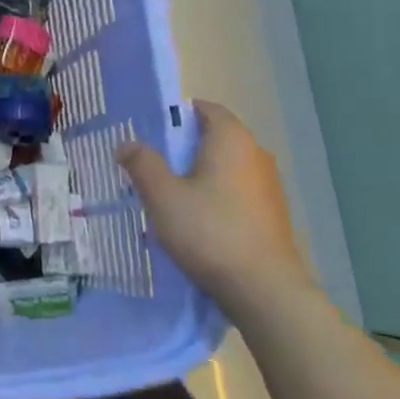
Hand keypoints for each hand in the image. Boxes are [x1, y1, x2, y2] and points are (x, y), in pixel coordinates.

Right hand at [117, 100, 310, 317]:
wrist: (264, 289)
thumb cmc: (210, 231)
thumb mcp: (163, 195)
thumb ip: (142, 163)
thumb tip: (127, 143)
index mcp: (231, 138)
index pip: (204, 108)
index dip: (175, 114)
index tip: (149, 131)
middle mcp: (256, 153)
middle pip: (213, 137)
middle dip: (182, 147)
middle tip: (150, 164)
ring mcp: (269, 185)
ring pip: (224, 166)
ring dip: (198, 174)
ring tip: (169, 195)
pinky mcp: (272, 213)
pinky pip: (236, 191)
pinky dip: (215, 195)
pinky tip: (196, 220)